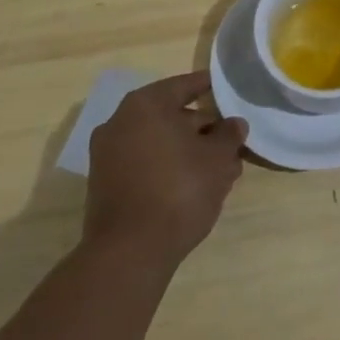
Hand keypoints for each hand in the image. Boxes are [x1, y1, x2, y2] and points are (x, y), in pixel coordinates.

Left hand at [84, 71, 246, 269]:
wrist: (129, 253)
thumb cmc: (178, 190)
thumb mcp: (218, 158)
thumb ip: (229, 135)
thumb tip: (234, 124)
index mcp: (146, 104)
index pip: (185, 85)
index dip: (209, 87)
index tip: (226, 90)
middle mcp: (120, 122)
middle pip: (170, 115)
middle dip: (202, 128)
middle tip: (230, 141)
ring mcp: (108, 156)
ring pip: (158, 143)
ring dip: (187, 151)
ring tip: (219, 170)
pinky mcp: (105, 186)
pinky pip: (144, 164)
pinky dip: (167, 168)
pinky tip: (193, 186)